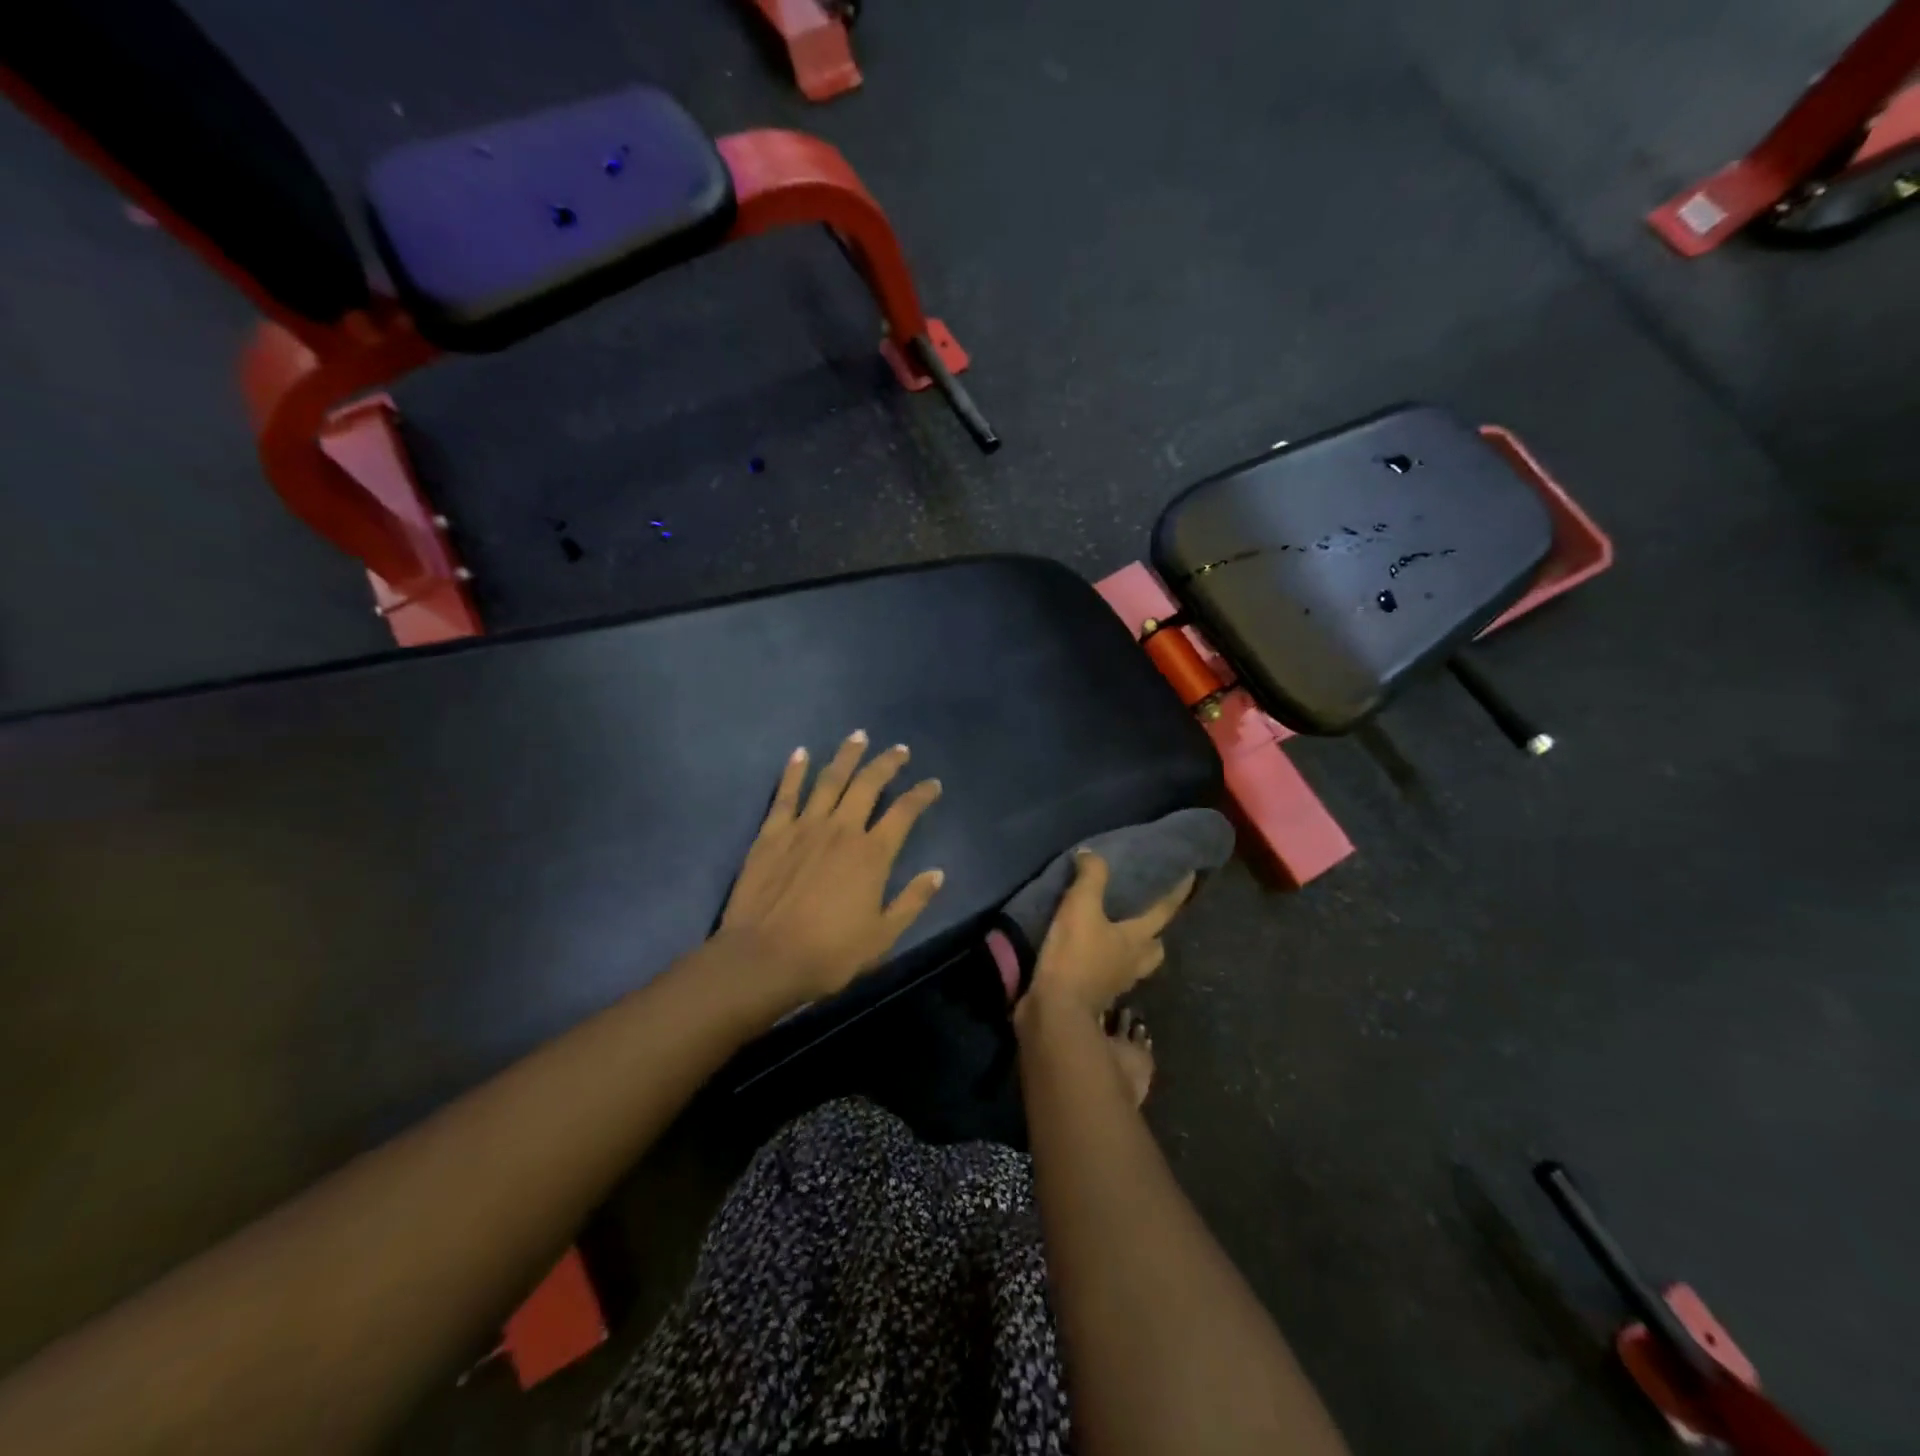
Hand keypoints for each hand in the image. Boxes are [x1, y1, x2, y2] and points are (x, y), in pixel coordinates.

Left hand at [717, 731, 944, 1010]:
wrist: (763, 959)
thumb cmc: (828, 953)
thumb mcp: (882, 936)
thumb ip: (911, 901)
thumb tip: (937, 874)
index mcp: (872, 854)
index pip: (904, 812)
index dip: (921, 795)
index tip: (932, 784)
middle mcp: (841, 829)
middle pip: (868, 784)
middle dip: (887, 763)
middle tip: (899, 749)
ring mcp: (804, 826)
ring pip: (829, 779)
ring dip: (846, 755)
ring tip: (858, 736)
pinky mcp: (772, 832)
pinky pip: (786, 793)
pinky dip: (795, 770)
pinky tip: (801, 753)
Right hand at [1021, 851, 1193, 1019]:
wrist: (1055, 1011)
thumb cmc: (1075, 956)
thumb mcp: (1080, 906)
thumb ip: (1090, 877)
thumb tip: (1092, 854)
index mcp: (1137, 940)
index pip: (1164, 911)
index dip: (1177, 892)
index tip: (1190, 875)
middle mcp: (1134, 963)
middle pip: (1155, 947)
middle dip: (1155, 932)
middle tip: (1146, 914)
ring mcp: (1117, 983)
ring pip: (1135, 964)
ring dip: (1132, 949)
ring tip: (1116, 932)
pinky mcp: (1097, 996)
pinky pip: (1111, 975)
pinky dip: (1106, 963)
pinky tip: (1091, 954)